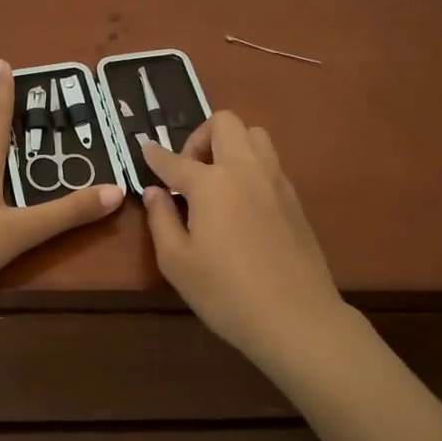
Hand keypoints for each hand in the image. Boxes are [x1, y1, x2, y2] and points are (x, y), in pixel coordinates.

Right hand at [137, 112, 348, 362]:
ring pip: (254, 135)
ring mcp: (275, 180)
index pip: (175, 160)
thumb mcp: (177, 262)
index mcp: (211, 183)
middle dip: (200, 137)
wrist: (296, 317)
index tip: (145, 150)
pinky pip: (270, 162)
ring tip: (217, 182)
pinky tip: (241, 203)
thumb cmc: (226, 293)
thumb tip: (155, 192)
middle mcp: (245, 169)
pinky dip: (250, 167)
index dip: (155, 155)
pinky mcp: (294, 198)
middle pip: (224, 123)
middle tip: (189, 172)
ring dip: (231, 145)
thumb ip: (161, 220)